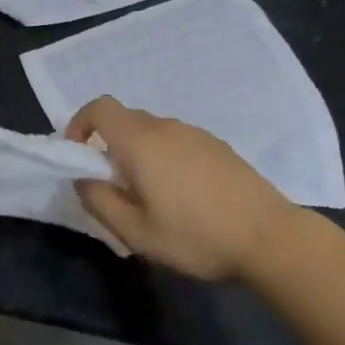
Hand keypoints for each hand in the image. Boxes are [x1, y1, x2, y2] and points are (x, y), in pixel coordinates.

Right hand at [66, 97, 296, 281]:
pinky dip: (165, 158)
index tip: (77, 154)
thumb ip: (100, 201)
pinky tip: (183, 196)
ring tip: (150, 197)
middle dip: (108, 145)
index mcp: (140, 141)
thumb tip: (83, 179)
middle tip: (113, 187)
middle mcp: (166, 127)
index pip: (100, 108)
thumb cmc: (195, 236)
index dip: (80, 123)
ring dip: (139, 154)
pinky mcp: (217, 145)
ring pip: (153, 132)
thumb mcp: (135, 232)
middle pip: (125, 120)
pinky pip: (177, 142)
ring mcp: (195, 133)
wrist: (268, 236)